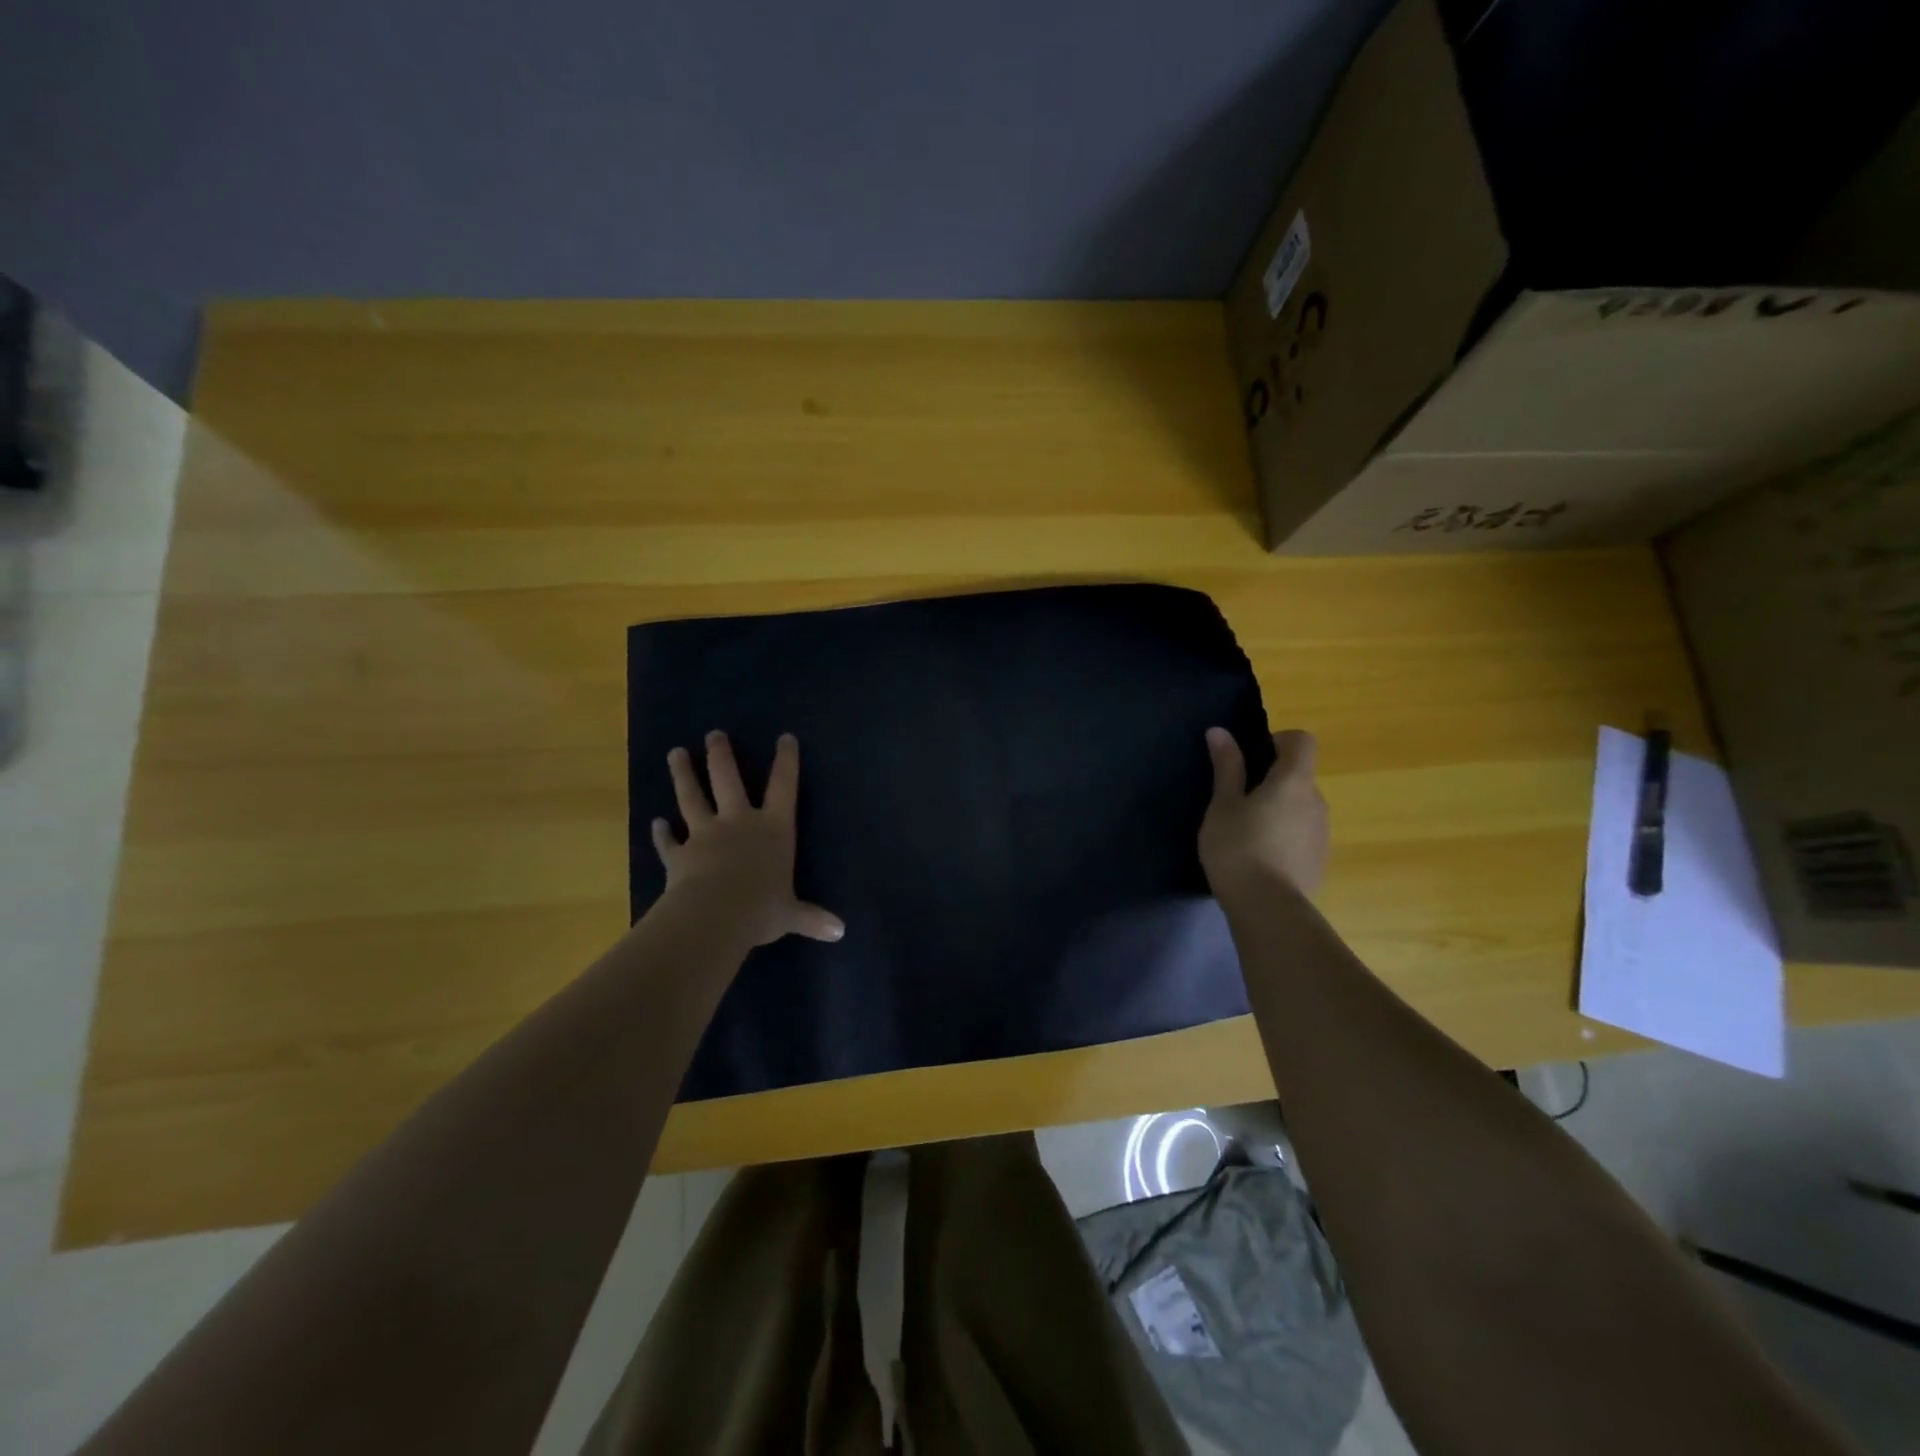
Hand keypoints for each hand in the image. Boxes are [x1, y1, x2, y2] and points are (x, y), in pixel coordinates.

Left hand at [652, 731, 844, 946]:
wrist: (716, 914)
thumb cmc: (762, 907)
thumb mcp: (792, 914)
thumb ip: (811, 918)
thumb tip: (840, 932)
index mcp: (773, 829)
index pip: (784, 787)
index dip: (786, 761)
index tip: (784, 737)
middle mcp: (739, 823)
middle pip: (728, 780)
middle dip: (721, 755)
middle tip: (713, 733)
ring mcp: (705, 835)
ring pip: (692, 798)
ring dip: (683, 775)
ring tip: (675, 752)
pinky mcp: (679, 855)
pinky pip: (668, 841)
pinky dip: (661, 833)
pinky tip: (655, 823)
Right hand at [1198, 726, 1329, 899]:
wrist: (1267, 908)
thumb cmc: (1238, 848)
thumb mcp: (1223, 805)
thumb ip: (1227, 767)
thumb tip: (1220, 731)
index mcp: (1294, 781)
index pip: (1302, 741)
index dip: (1278, 740)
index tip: (1250, 758)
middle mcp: (1316, 801)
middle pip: (1299, 776)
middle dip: (1271, 780)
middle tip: (1236, 801)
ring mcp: (1322, 832)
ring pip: (1300, 807)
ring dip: (1278, 810)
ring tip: (1245, 833)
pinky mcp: (1320, 860)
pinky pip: (1302, 834)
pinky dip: (1284, 836)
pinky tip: (1259, 858)